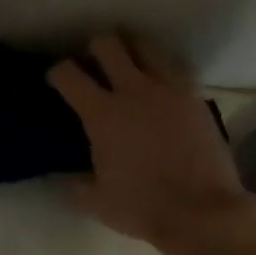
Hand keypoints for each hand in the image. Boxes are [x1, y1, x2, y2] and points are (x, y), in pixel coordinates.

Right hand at [47, 33, 254, 254]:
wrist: (199, 210)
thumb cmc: (140, 207)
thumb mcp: (94, 201)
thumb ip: (76, 182)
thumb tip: (69, 176)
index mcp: (102, 116)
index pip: (70, 76)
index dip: (57, 73)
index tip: (55, 79)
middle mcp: (134, 91)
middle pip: (109, 45)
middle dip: (94, 48)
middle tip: (91, 64)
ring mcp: (169, 90)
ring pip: (146, 47)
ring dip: (130, 50)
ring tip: (125, 66)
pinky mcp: (194, 97)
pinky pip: (172, 70)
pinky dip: (158, 71)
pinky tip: (155, 90)